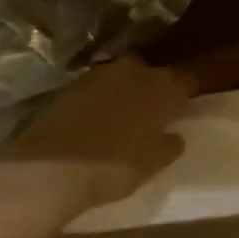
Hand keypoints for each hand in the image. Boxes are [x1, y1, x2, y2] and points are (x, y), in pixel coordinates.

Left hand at [0, 58, 194, 212]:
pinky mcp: (73, 83)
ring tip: (125, 115)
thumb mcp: (150, 165)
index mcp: (162, 86)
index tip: (187, 103)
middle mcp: (134, 70)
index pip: (186, 79)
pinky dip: (102, 98)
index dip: (188, 90)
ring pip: (124, 76)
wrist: (50, 167)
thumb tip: (175, 136)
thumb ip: (168, 146)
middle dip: (155, 87)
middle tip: (155, 111)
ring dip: (127, 90)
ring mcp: (100, 73)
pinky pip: (98, 86)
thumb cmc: (113, 167)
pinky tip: (98, 118)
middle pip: (152, 73)